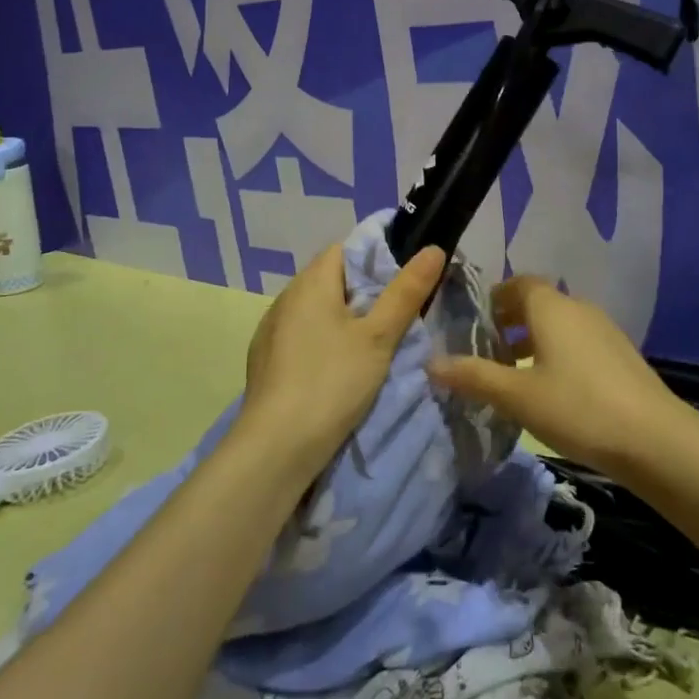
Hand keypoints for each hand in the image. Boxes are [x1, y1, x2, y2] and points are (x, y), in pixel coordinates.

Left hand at [237, 240, 445, 478]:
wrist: (275, 449)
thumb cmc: (332, 382)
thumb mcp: (379, 337)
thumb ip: (406, 292)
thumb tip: (433, 248)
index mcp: (310, 283)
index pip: (345, 249)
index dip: (376, 257)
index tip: (403, 280)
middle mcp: (285, 298)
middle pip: (331, 279)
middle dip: (363, 291)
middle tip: (396, 315)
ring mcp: (270, 331)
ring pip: (316, 310)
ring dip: (342, 319)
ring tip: (372, 344)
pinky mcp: (265, 362)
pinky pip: (301, 336)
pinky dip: (322, 341)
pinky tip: (337, 369)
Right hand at [428, 276, 683, 474]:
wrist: (653, 438)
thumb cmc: (577, 407)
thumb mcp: (517, 396)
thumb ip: (474, 377)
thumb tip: (432, 363)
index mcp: (552, 307)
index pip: (519, 283)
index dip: (495, 298)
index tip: (475, 324)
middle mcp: (579, 308)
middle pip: (539, 303)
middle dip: (511, 322)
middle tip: (487, 353)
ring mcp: (604, 330)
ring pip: (560, 324)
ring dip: (535, 340)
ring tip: (514, 375)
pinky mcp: (620, 355)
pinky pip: (579, 342)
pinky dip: (558, 353)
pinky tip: (552, 390)